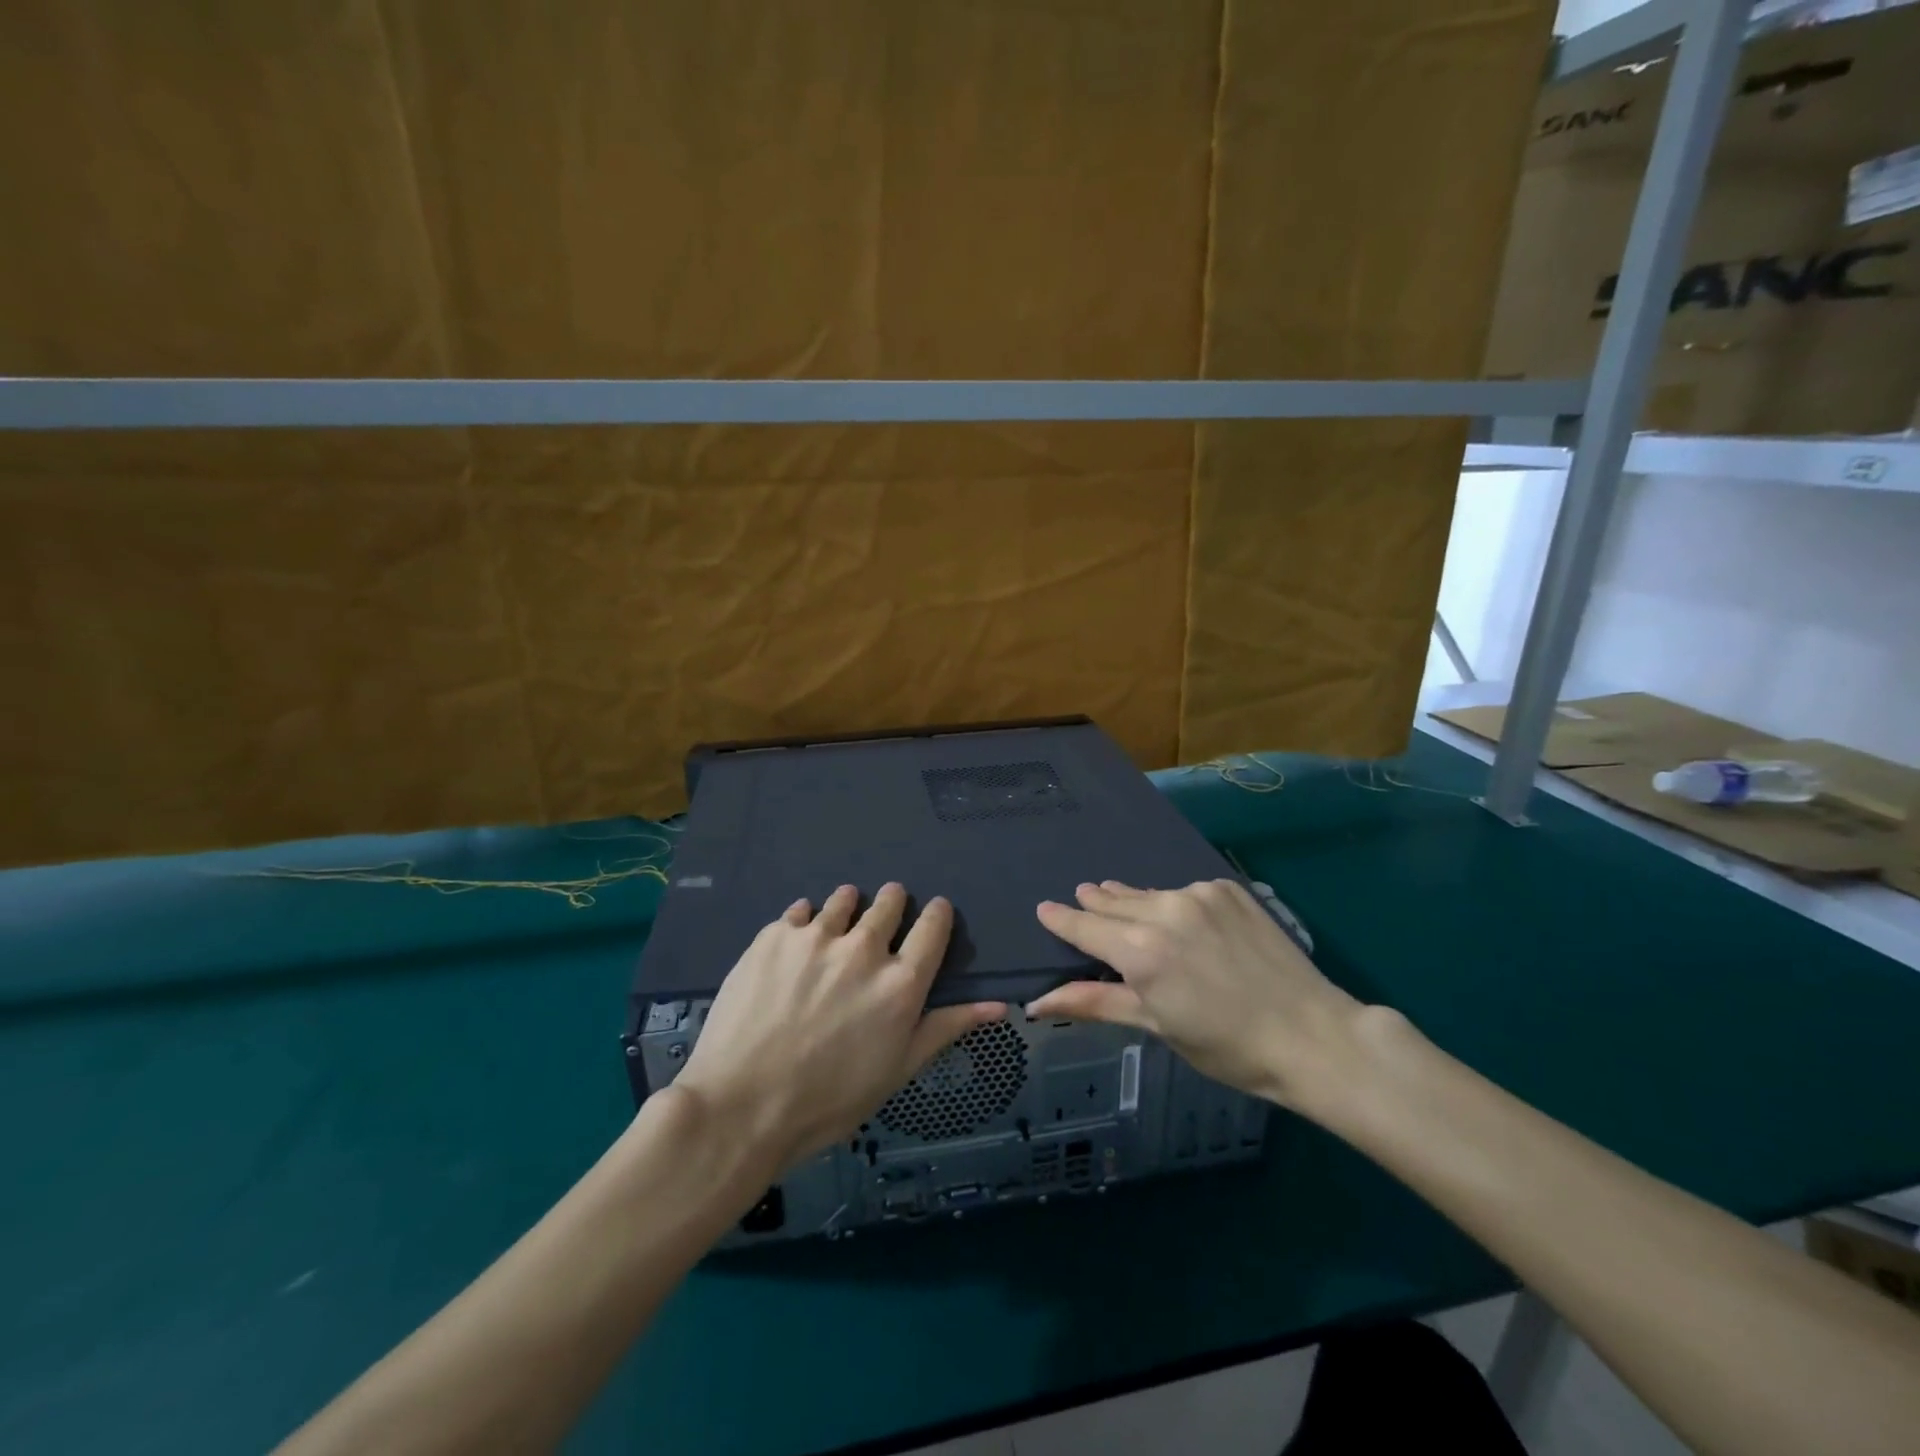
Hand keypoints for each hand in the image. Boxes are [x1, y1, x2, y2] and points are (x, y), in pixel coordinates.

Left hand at [673, 883, 1005, 1170]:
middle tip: (880, 923)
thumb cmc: (828, 1100)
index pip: (934, 925)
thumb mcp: (897, 1070)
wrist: (741, 1108)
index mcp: (900, 983)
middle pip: (890, 902)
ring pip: (844, 899)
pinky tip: (796, 946)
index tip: (932, 914)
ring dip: (848, 908)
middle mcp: (864, 949)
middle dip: (892, 905)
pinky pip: (800, 912)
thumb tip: (999, 1005)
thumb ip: (945, 1027)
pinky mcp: (775, 935)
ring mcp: (816, 937)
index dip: (936, 914)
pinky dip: (805, 922)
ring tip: (837, 930)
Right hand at [1028, 879, 1367, 1111]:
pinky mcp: (1227, 890)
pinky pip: (1183, 892)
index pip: (1085, 927)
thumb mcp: (1156, 1026)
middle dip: (1095, 904)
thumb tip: (1037, 1003)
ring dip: (1131, 901)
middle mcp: (1164, 911)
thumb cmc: (1227, 1046)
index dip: (1062, 919)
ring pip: (1148, 894)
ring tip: (1117, 899)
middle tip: (1082, 897)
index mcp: (1141, 952)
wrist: (1312, 1035)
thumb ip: (1096, 1003)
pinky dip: (1171, 903)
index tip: (1043, 908)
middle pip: (1113, 903)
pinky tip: (1178, 917)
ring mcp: (1199, 895)